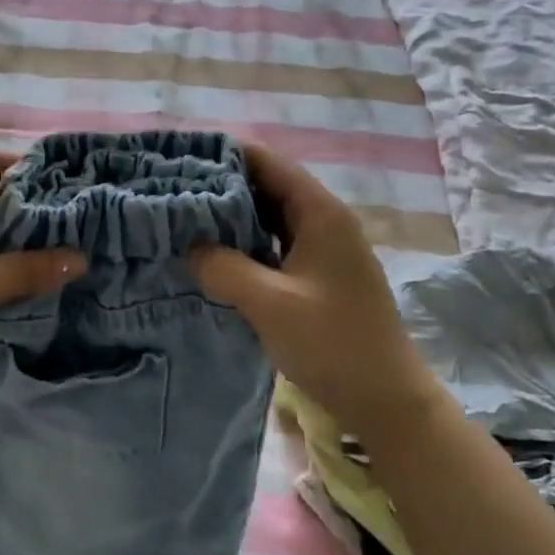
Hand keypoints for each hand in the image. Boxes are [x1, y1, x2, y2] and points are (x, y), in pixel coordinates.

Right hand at [190, 145, 440, 426]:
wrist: (385, 399)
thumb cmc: (332, 343)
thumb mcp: (269, 303)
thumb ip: (223, 267)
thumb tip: (190, 246)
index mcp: (320, 213)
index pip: (267, 162)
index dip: (225, 155)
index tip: (179, 158)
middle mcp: (323, 222)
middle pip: (267, 186)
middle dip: (220, 186)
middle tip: (170, 192)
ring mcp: (322, 250)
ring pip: (268, 218)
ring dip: (230, 218)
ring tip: (182, 220)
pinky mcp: (315, 277)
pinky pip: (273, 247)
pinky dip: (244, 246)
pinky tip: (212, 257)